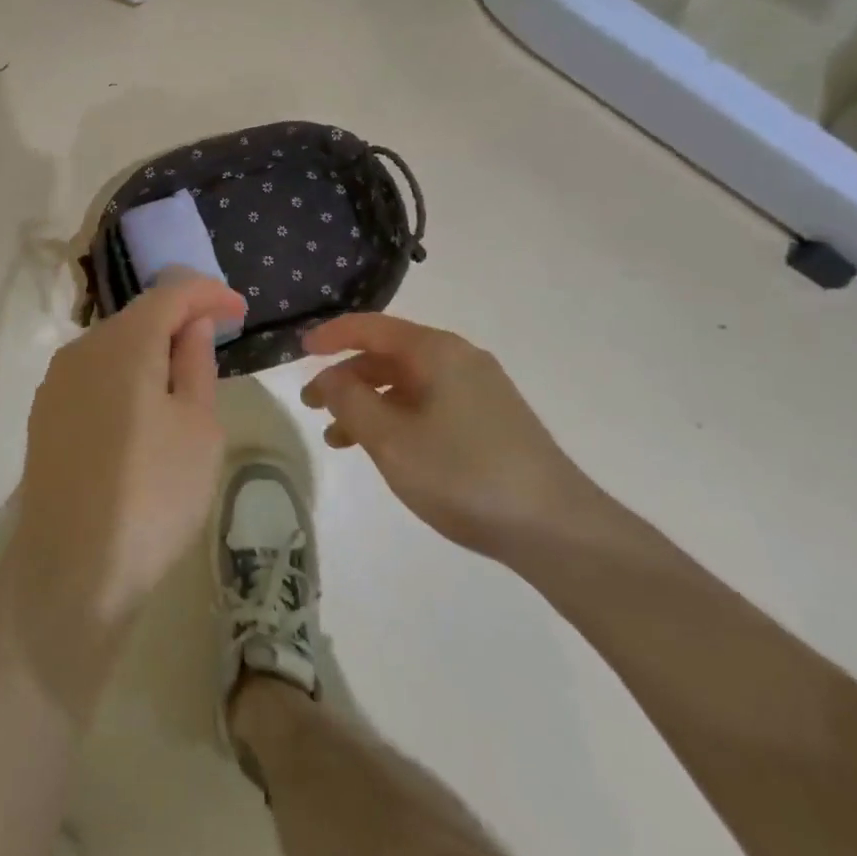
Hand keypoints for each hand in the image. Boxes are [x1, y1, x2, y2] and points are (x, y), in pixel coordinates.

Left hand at [4, 273, 244, 711]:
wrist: (71, 571)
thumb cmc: (153, 496)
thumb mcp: (198, 427)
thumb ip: (195, 363)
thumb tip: (193, 324)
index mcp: (124, 344)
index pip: (171, 293)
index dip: (209, 293)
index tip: (240, 311)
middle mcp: (82, 349)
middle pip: (139, 315)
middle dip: (180, 318)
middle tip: (217, 340)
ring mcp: (57, 382)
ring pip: (114, 344)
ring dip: (152, 347)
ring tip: (184, 375)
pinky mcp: (45, 413)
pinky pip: (94, 373)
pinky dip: (126, 373)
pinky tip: (143, 405)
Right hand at [301, 313, 595, 560]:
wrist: (556, 528)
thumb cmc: (464, 475)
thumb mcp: (391, 439)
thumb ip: (351, 401)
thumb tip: (329, 377)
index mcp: (436, 351)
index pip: (371, 327)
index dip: (332, 336)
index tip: (299, 351)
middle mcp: (459, 359)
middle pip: (389, 355)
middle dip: (346, 377)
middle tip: (313, 406)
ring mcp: (479, 390)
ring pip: (408, 384)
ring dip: (369, 404)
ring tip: (339, 439)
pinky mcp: (491, 420)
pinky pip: (429, 405)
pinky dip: (397, 419)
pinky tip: (386, 451)